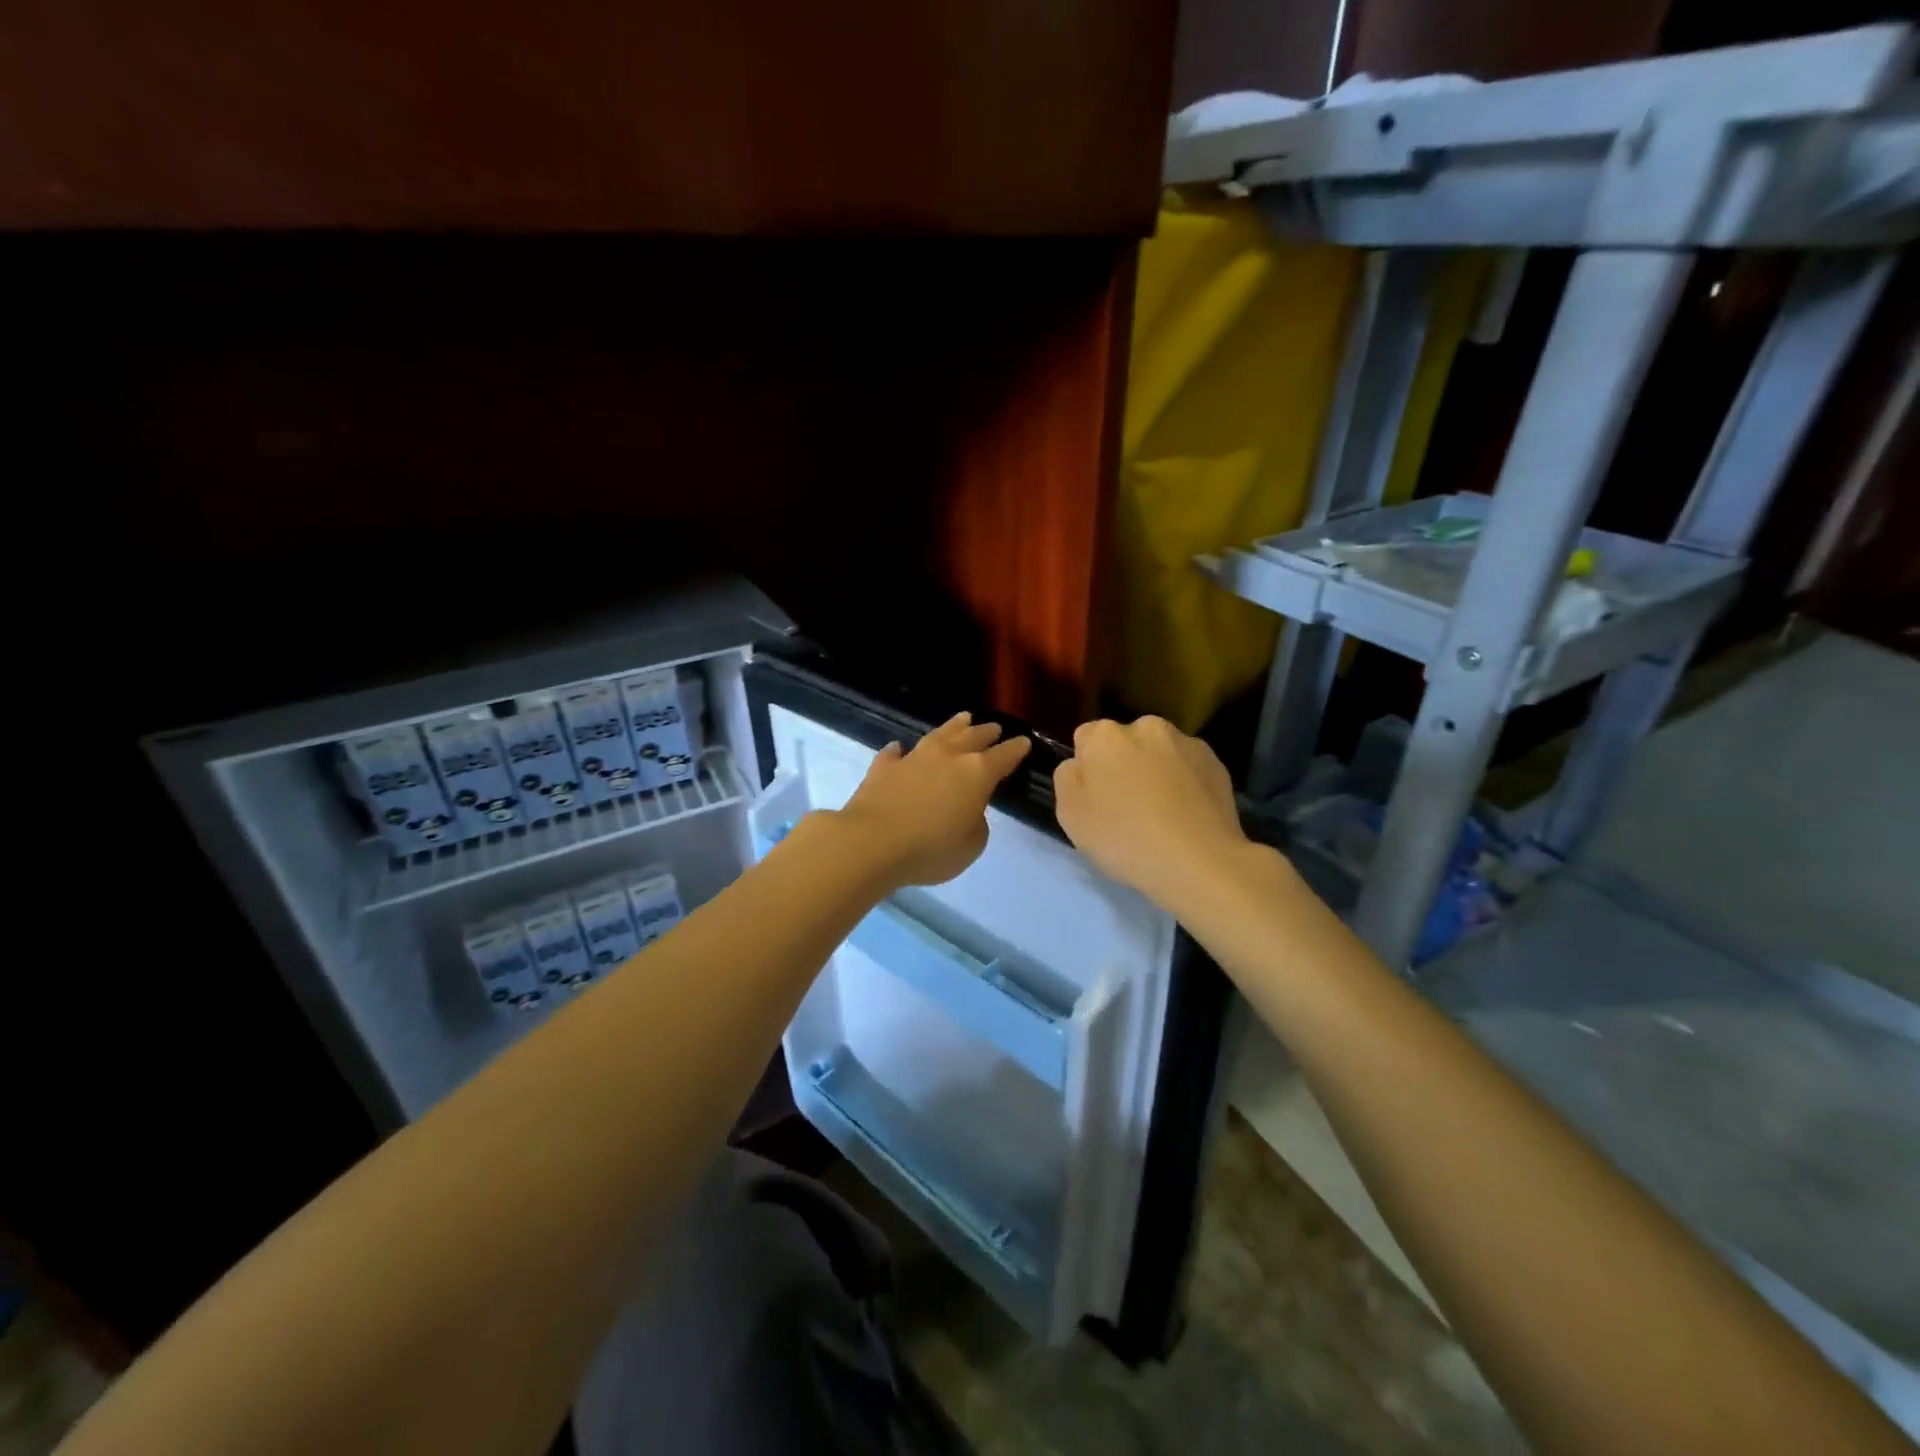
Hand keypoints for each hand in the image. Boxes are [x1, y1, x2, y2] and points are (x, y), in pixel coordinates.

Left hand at [836, 712, 1031, 889]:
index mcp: (977, 773)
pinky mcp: (883, 768)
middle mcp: (947, 757)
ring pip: (938, 735)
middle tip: (994, 728)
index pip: (1003, 756)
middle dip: (986, 732)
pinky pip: (894, 754)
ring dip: (952, 726)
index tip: (1024, 742)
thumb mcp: (971, 846)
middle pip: (972, 737)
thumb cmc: (931, 848)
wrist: (872, 842)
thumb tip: (968, 810)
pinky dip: (900, 751)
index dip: (1016, 749)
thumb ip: (977, 824)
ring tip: (962, 718)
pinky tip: (899, 748)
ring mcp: (913, 758)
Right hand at [1053, 717, 1252, 914]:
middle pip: (1125, 742)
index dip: (1088, 768)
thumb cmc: (1125, 838)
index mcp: (1105, 735)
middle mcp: (1146, 727)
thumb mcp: (1070, 815)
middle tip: (1128, 807)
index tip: (1096, 798)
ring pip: (1160, 753)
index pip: (1086, 739)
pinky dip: (1185, 783)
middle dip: (1124, 764)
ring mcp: (1186, 742)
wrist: (1199, 861)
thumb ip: (1068, 778)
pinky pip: (1189, 768)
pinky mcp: (1216, 763)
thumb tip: (1080, 764)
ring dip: (1156, 772)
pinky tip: (1186, 816)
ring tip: (1162, 814)